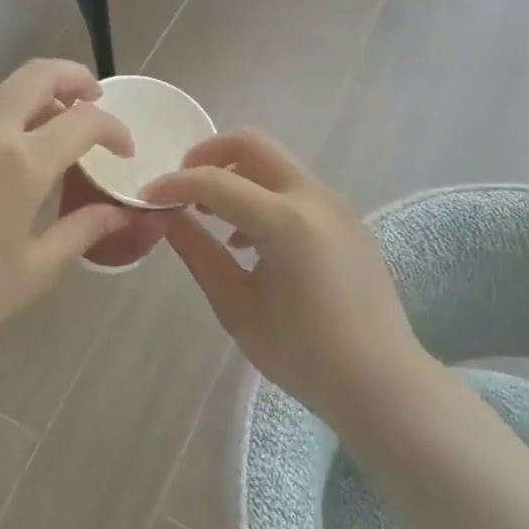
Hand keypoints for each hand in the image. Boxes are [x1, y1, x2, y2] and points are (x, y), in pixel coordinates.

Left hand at [0, 59, 144, 361]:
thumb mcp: (33, 270)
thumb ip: (81, 231)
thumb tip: (117, 212)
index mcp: (21, 162)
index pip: (83, 121)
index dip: (113, 128)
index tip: (123, 149)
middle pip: (38, 74)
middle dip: (75, 77)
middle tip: (93, 99)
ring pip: (1, 88)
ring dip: (35, 94)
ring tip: (51, 123)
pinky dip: (1, 114)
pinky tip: (2, 150)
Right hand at [141, 131, 424, 428]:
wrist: (382, 383)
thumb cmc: (303, 354)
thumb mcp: (236, 307)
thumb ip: (198, 253)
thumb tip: (167, 217)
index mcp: (286, 220)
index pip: (215, 182)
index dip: (174, 185)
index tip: (146, 198)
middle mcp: (314, 197)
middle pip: (252, 145)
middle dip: (208, 156)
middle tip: (181, 187)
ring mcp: (335, 204)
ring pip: (275, 164)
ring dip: (237, 175)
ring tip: (212, 219)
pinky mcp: (346, 218)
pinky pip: (295, 187)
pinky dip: (263, 194)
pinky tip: (249, 240)